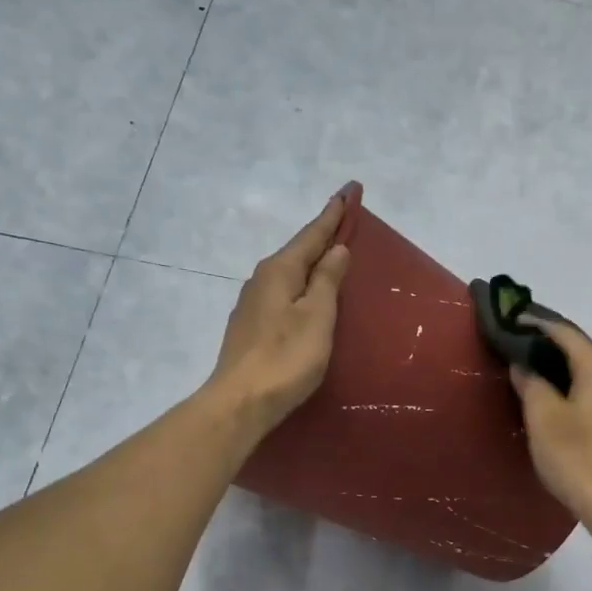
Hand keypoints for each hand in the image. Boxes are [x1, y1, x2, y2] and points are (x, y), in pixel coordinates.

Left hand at [206, 192, 352, 437]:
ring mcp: (252, 304)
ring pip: (289, 273)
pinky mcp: (251, 327)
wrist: (241, 402)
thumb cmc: (285, 357)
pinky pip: (283, 294)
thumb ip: (327, 280)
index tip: (350, 189)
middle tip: (345, 217)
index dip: (334, 213)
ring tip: (331, 254)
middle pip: (298, 251)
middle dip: (322, 234)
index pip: (312, 234)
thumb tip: (336, 249)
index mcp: (279, 270)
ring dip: (311, 261)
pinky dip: (301, 285)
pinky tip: (308, 294)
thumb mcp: (317, 316)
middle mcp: (261, 279)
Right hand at [510, 319, 591, 521]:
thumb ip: (531, 384)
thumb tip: (523, 364)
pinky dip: (581, 396)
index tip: (514, 322)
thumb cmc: (577, 455)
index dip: (538, 326)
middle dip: (553, 352)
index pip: (565, 334)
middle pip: (583, 354)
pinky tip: (566, 412)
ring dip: (568, 376)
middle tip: (523, 356)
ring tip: (540, 384)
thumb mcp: (542, 417)